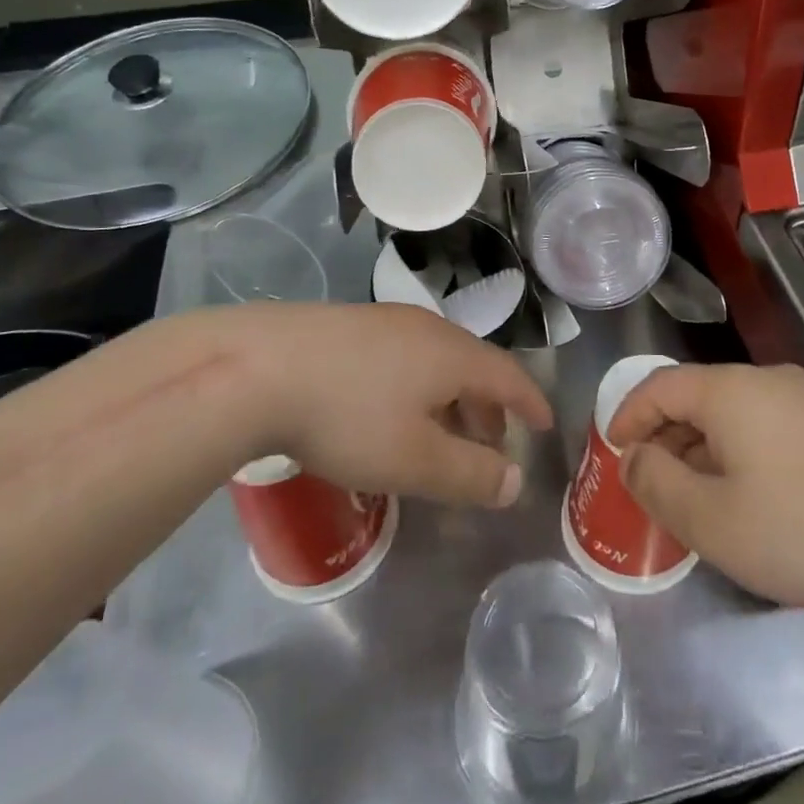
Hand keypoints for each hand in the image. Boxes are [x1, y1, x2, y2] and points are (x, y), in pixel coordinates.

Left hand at [224, 302, 552, 508]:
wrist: (258, 367)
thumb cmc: (349, 416)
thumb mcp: (416, 460)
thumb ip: (471, 475)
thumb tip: (515, 481)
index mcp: (453, 354)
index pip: (508, 375)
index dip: (530, 402)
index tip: (545, 423)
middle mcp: (426, 328)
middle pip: (473, 365)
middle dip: (489, 406)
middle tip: (492, 441)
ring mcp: (385, 322)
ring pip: (436, 360)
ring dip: (451, 397)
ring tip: (441, 433)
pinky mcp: (349, 327)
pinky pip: (403, 357)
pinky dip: (417, 386)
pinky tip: (389, 410)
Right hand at [608, 362, 803, 616]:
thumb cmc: (800, 530)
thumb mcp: (710, 520)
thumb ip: (656, 484)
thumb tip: (635, 458)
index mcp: (729, 390)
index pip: (659, 385)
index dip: (627, 416)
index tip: (612, 453)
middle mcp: (764, 380)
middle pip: (695, 396)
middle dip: (663, 437)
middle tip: (649, 484)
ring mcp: (803, 399)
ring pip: (731, 413)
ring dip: (700, 448)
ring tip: (693, 498)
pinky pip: (763, 426)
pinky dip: (737, 453)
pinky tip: (746, 498)